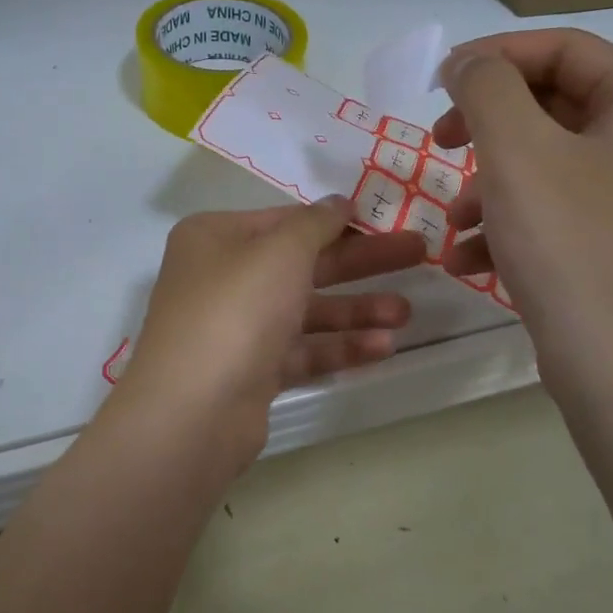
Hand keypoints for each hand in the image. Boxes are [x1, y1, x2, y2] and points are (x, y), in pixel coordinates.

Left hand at [115, 202, 425, 465]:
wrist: (194, 410)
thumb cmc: (236, 310)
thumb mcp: (281, 251)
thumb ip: (316, 223)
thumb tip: (337, 202)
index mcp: (215, 238)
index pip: (285, 221)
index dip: (335, 220)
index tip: (383, 219)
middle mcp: (221, 279)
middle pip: (302, 264)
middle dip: (359, 263)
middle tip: (418, 254)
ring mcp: (235, 329)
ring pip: (305, 311)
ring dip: (356, 310)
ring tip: (406, 313)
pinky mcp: (250, 372)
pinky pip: (301, 351)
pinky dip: (339, 347)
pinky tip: (383, 347)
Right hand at [433, 29, 612, 414]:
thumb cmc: (572, 247)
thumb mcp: (517, 153)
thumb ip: (486, 88)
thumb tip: (468, 62)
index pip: (564, 49)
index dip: (494, 57)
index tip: (438, 82)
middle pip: (551, 106)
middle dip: (487, 128)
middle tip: (439, 143)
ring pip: (543, 165)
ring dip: (486, 186)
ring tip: (451, 222)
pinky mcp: (612, 244)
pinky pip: (551, 212)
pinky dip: (505, 226)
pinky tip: (465, 260)